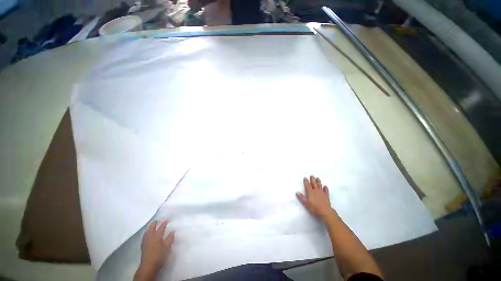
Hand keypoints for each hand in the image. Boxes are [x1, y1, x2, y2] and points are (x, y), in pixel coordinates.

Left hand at [135, 220, 174, 279]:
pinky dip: (146, 233)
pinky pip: (144, 236)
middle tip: (157, 220)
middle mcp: (150, 237)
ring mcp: (146, 242)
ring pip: (147, 232)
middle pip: (151, 228)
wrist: (148, 266)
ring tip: (151, 226)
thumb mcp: (167, 247)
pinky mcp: (143, 246)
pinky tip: (147, 234)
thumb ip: (170, 238)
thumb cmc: (159, 255)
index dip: (164, 224)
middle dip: (154, 224)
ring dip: (149, 228)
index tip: (166, 220)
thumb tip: (172, 231)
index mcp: (157, 236)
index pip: (161, 228)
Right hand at [296, 176, 336, 221]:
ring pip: (320, 186)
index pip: (307, 185)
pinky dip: (325, 188)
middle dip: (312, 179)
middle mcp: (316, 191)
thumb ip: (301, 197)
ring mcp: (322, 193)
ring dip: (318, 181)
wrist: (325, 211)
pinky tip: (325, 186)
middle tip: (312, 175)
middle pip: (314, 184)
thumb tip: (297, 192)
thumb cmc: (314, 207)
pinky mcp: (326, 196)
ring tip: (318, 178)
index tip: (305, 177)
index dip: (306, 181)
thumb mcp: (306, 203)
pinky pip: (326, 191)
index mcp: (310, 192)